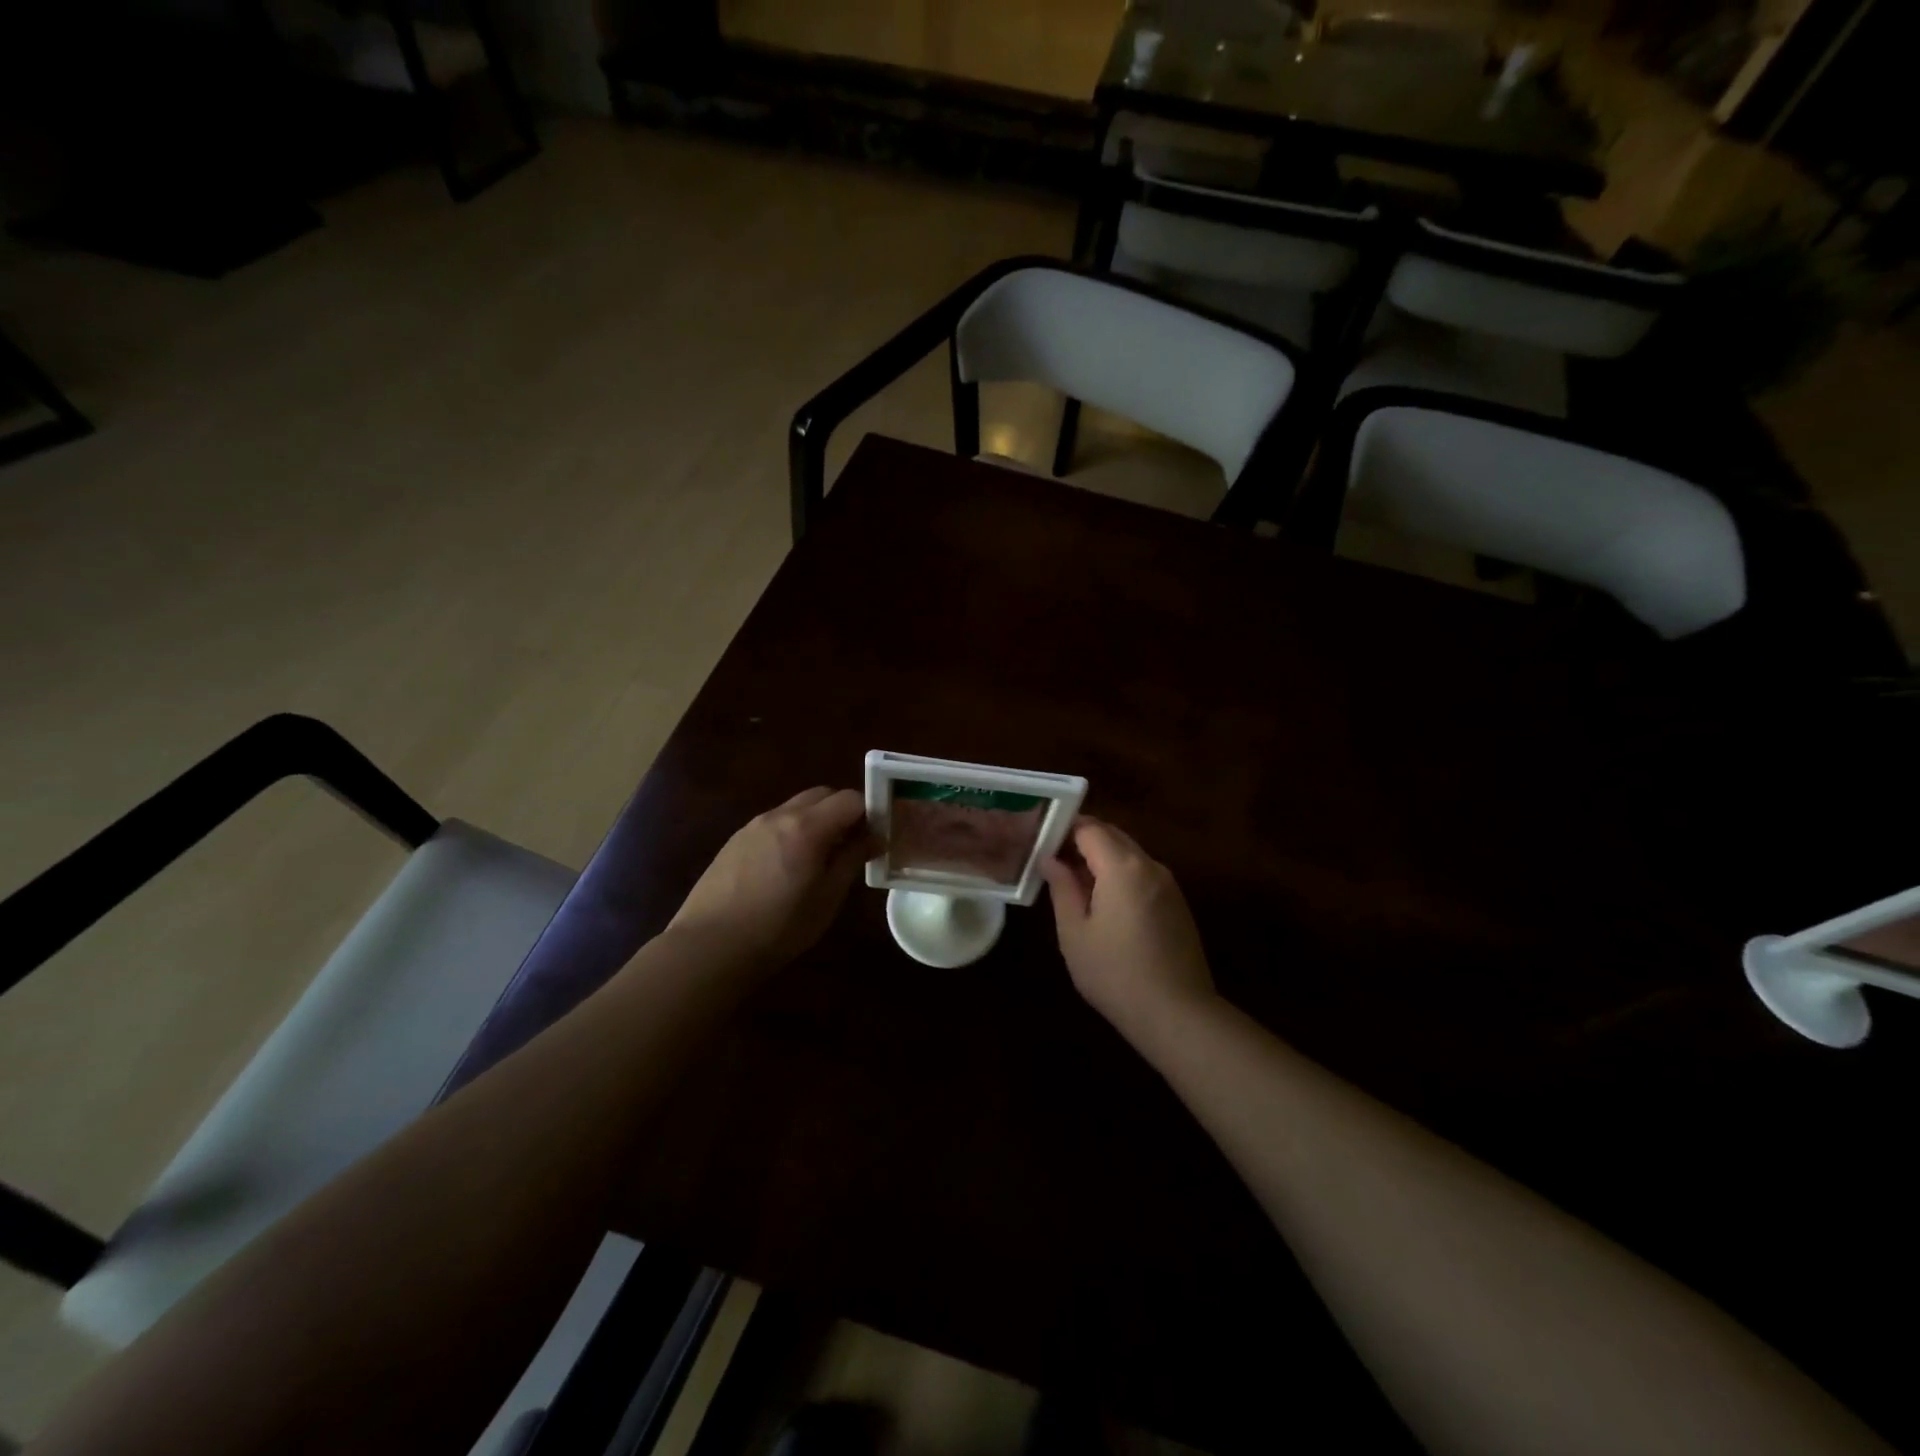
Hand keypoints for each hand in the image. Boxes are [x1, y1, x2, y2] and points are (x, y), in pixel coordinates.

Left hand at [669, 788, 876, 969]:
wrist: (709, 947)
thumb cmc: (778, 928)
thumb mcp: (827, 898)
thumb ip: (852, 859)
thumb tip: (873, 838)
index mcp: (807, 827)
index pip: (849, 799)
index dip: (869, 812)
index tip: (876, 837)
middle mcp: (779, 815)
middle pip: (822, 795)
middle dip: (842, 811)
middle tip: (852, 844)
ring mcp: (753, 826)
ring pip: (795, 808)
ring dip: (816, 821)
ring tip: (820, 858)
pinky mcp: (735, 841)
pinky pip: (774, 823)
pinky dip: (791, 832)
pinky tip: (787, 867)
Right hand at [1040, 818, 1216, 1048]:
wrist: (1177, 1014)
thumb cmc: (1115, 974)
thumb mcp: (1075, 933)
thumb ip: (1062, 888)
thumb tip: (1050, 859)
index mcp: (1123, 867)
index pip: (1090, 827)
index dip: (1063, 829)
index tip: (1041, 841)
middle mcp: (1150, 865)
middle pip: (1113, 835)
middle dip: (1082, 840)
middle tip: (1053, 860)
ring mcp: (1168, 884)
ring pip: (1129, 854)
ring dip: (1102, 858)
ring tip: (1074, 883)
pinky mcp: (1177, 903)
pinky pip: (1143, 874)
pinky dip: (1120, 875)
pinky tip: (1104, 903)